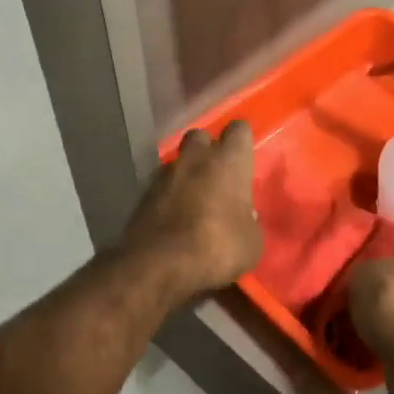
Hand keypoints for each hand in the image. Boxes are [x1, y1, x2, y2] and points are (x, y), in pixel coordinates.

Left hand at [121, 123, 262, 302]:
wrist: (159, 263)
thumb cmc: (218, 246)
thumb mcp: (251, 242)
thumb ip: (249, 221)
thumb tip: (244, 216)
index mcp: (228, 160)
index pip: (239, 129)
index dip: (242, 141)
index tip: (244, 157)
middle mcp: (195, 157)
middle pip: (201, 137)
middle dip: (208, 150)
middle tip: (217, 175)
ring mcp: (165, 173)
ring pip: (179, 161)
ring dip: (187, 174)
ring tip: (195, 199)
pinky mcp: (143, 193)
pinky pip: (161, 185)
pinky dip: (169, 194)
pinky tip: (175, 216)